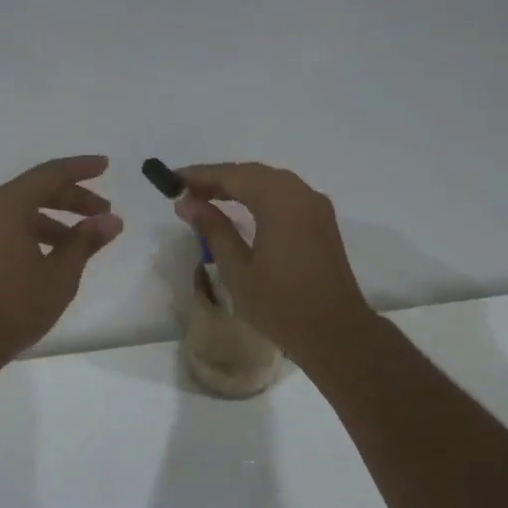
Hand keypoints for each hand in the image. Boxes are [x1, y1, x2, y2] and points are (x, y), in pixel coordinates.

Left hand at [0, 155, 123, 361]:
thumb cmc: (13, 305)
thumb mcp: (59, 275)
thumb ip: (85, 242)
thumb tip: (111, 220)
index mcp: (8, 205)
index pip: (50, 173)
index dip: (81, 168)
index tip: (106, 166)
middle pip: (35, 189)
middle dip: (72, 197)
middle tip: (103, 211)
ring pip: (20, 210)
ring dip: (54, 218)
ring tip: (82, 239)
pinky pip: (6, 226)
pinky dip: (33, 231)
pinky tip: (51, 255)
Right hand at [173, 162, 372, 363]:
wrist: (335, 333)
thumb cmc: (281, 305)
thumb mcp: (238, 269)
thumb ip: (213, 229)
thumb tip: (187, 203)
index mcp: (280, 203)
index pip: (234, 176)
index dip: (201, 176)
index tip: (172, 180)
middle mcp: (301, 195)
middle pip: (254, 173)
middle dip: (219, 178)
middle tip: (185, 190)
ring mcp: (316, 206)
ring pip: (271, 181)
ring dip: (239, 184)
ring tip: (207, 197)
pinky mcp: (321, 221)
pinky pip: (286, 194)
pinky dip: (259, 194)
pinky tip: (241, 207)